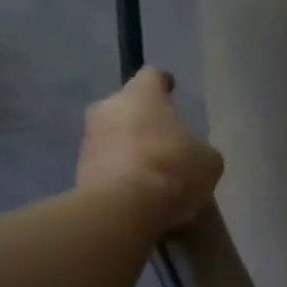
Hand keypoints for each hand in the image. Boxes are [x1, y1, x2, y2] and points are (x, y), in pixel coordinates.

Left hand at [77, 69, 223, 233]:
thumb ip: (199, 150)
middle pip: (128, 108)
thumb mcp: (207, 160)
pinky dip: (122, 177)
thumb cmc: (171, 169)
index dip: (163, 85)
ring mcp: (89, 140)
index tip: (171, 92)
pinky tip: (140, 197)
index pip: (152, 77)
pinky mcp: (78, 172)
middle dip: (144, 122)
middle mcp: (107, 108)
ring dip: (131, 151)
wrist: (123, 209)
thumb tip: (192, 157)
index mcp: (140, 94)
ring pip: (115, 139)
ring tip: (155, 177)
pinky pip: (107, 168)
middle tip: (165, 142)